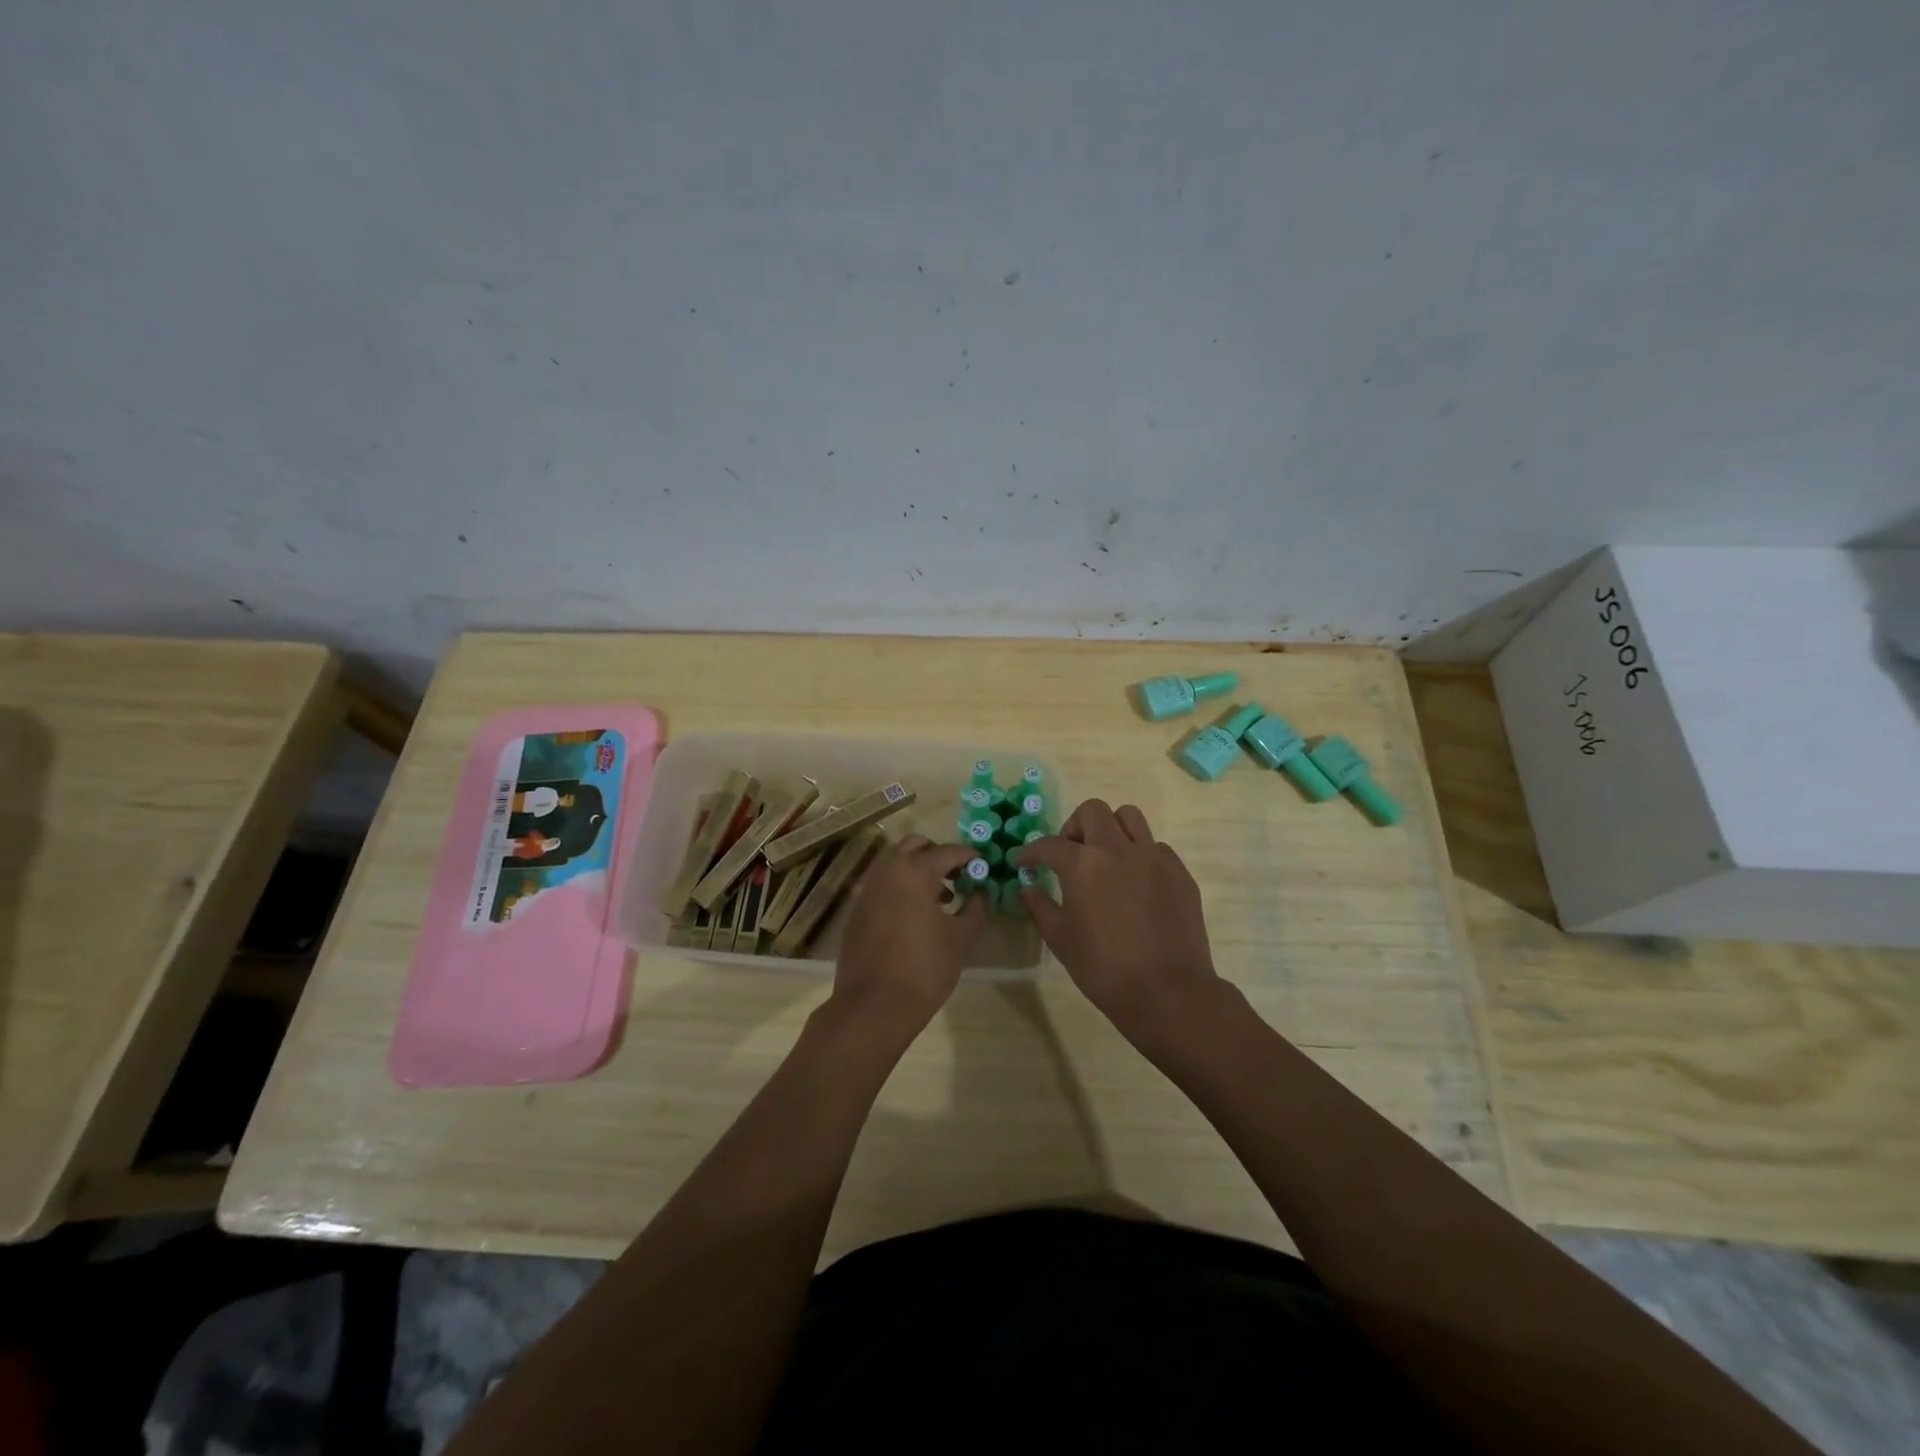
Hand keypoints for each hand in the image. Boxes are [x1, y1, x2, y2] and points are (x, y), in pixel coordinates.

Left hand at [831, 834, 985, 1033]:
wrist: (872, 1007)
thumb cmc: (924, 970)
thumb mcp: (961, 939)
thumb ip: (975, 908)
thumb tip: (980, 892)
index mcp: (914, 872)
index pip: (948, 851)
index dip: (970, 856)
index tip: (984, 866)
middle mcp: (887, 871)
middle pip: (915, 845)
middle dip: (939, 854)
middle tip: (959, 876)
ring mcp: (867, 889)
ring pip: (895, 862)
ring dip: (918, 869)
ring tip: (941, 898)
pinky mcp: (857, 909)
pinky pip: (882, 883)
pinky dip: (901, 886)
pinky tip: (915, 915)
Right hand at [1015, 800, 1225, 1049]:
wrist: (1168, 992)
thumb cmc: (1104, 968)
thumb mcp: (1061, 939)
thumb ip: (1039, 907)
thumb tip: (1027, 888)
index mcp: (1084, 863)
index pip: (1049, 844)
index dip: (1031, 852)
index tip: (1023, 862)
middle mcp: (1118, 849)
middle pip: (1093, 811)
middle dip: (1074, 827)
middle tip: (1069, 854)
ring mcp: (1154, 857)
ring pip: (1129, 817)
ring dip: (1111, 829)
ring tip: (1105, 858)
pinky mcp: (1179, 872)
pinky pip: (1155, 846)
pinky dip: (1139, 854)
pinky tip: (1135, 883)